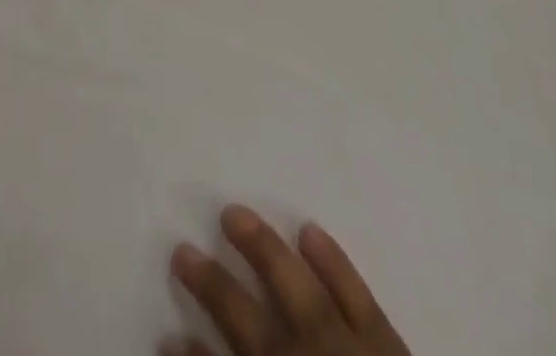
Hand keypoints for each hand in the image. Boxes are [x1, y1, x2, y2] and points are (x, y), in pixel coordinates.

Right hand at [166, 205, 409, 355]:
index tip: (168, 336)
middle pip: (245, 319)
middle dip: (211, 284)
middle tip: (180, 250)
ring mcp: (344, 349)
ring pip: (293, 287)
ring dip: (259, 249)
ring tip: (232, 213)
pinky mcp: (386, 345)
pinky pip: (356, 295)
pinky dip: (333, 263)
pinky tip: (309, 230)